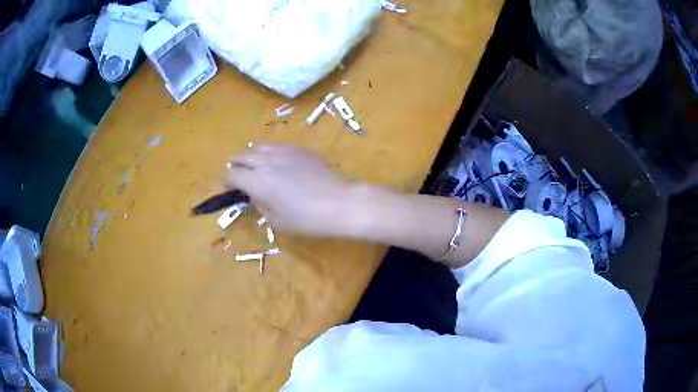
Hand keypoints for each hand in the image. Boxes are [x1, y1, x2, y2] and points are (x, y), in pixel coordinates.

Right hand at [226, 145, 355, 235]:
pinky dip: (269, 154)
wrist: (340, 202)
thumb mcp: (277, 220)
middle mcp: (266, 161)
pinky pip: (277, 147)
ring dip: (251, 156)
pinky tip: (278, 165)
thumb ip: (260, 205)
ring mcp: (284, 151)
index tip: (229, 189)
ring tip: (255, 168)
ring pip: (258, 147)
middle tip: (238, 177)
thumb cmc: (307, 219)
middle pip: (241, 155)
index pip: (231, 174)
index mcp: (257, 181)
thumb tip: (254, 196)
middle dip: (235, 165)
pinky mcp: (299, 149)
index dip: (226, 182)